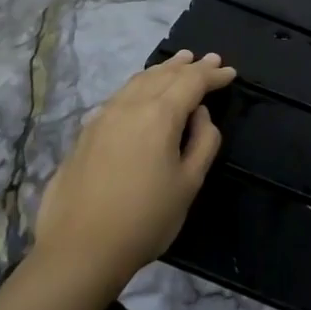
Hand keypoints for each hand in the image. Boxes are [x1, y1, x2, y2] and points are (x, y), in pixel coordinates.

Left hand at [33, 50, 236, 285]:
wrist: (79, 250)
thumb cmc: (145, 219)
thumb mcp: (189, 183)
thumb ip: (203, 142)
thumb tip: (200, 115)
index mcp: (159, 115)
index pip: (192, 82)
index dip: (213, 75)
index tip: (230, 72)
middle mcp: (129, 106)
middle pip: (163, 75)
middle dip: (189, 66)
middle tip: (209, 59)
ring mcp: (103, 117)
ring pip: (138, 81)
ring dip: (162, 70)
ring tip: (178, 63)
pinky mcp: (86, 133)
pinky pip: (121, 95)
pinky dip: (140, 85)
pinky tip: (143, 91)